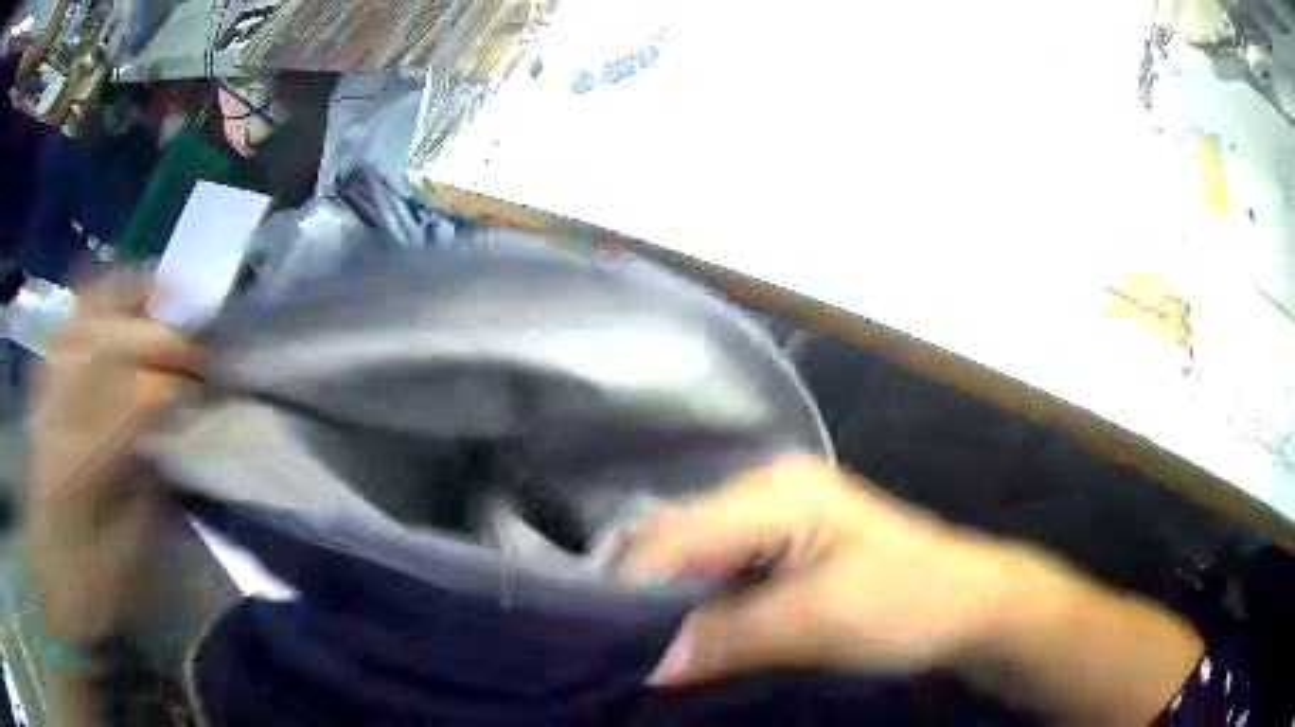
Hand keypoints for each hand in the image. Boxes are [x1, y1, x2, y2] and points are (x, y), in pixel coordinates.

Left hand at [24, 275, 197, 639]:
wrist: (44, 573)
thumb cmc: (84, 583)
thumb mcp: (123, 562)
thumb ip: (146, 501)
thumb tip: (173, 448)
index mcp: (78, 468)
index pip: (129, 399)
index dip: (173, 382)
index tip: (208, 386)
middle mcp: (57, 415)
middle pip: (107, 344)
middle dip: (158, 336)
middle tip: (194, 348)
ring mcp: (46, 394)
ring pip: (81, 318)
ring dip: (124, 296)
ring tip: (160, 295)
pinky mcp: (42, 388)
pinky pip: (66, 326)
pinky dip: (93, 303)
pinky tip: (116, 305)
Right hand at [622, 456, 1014, 685]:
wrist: (969, 605)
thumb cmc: (908, 601)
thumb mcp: (820, 620)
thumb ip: (731, 636)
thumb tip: (651, 665)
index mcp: (776, 492)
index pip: (674, 534)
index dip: (631, 587)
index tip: (599, 640)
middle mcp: (765, 491)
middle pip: (674, 536)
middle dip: (639, 590)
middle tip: (608, 645)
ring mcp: (773, 517)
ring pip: (689, 555)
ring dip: (661, 599)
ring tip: (631, 645)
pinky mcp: (781, 547)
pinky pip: (715, 570)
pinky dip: (690, 602)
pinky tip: (676, 632)